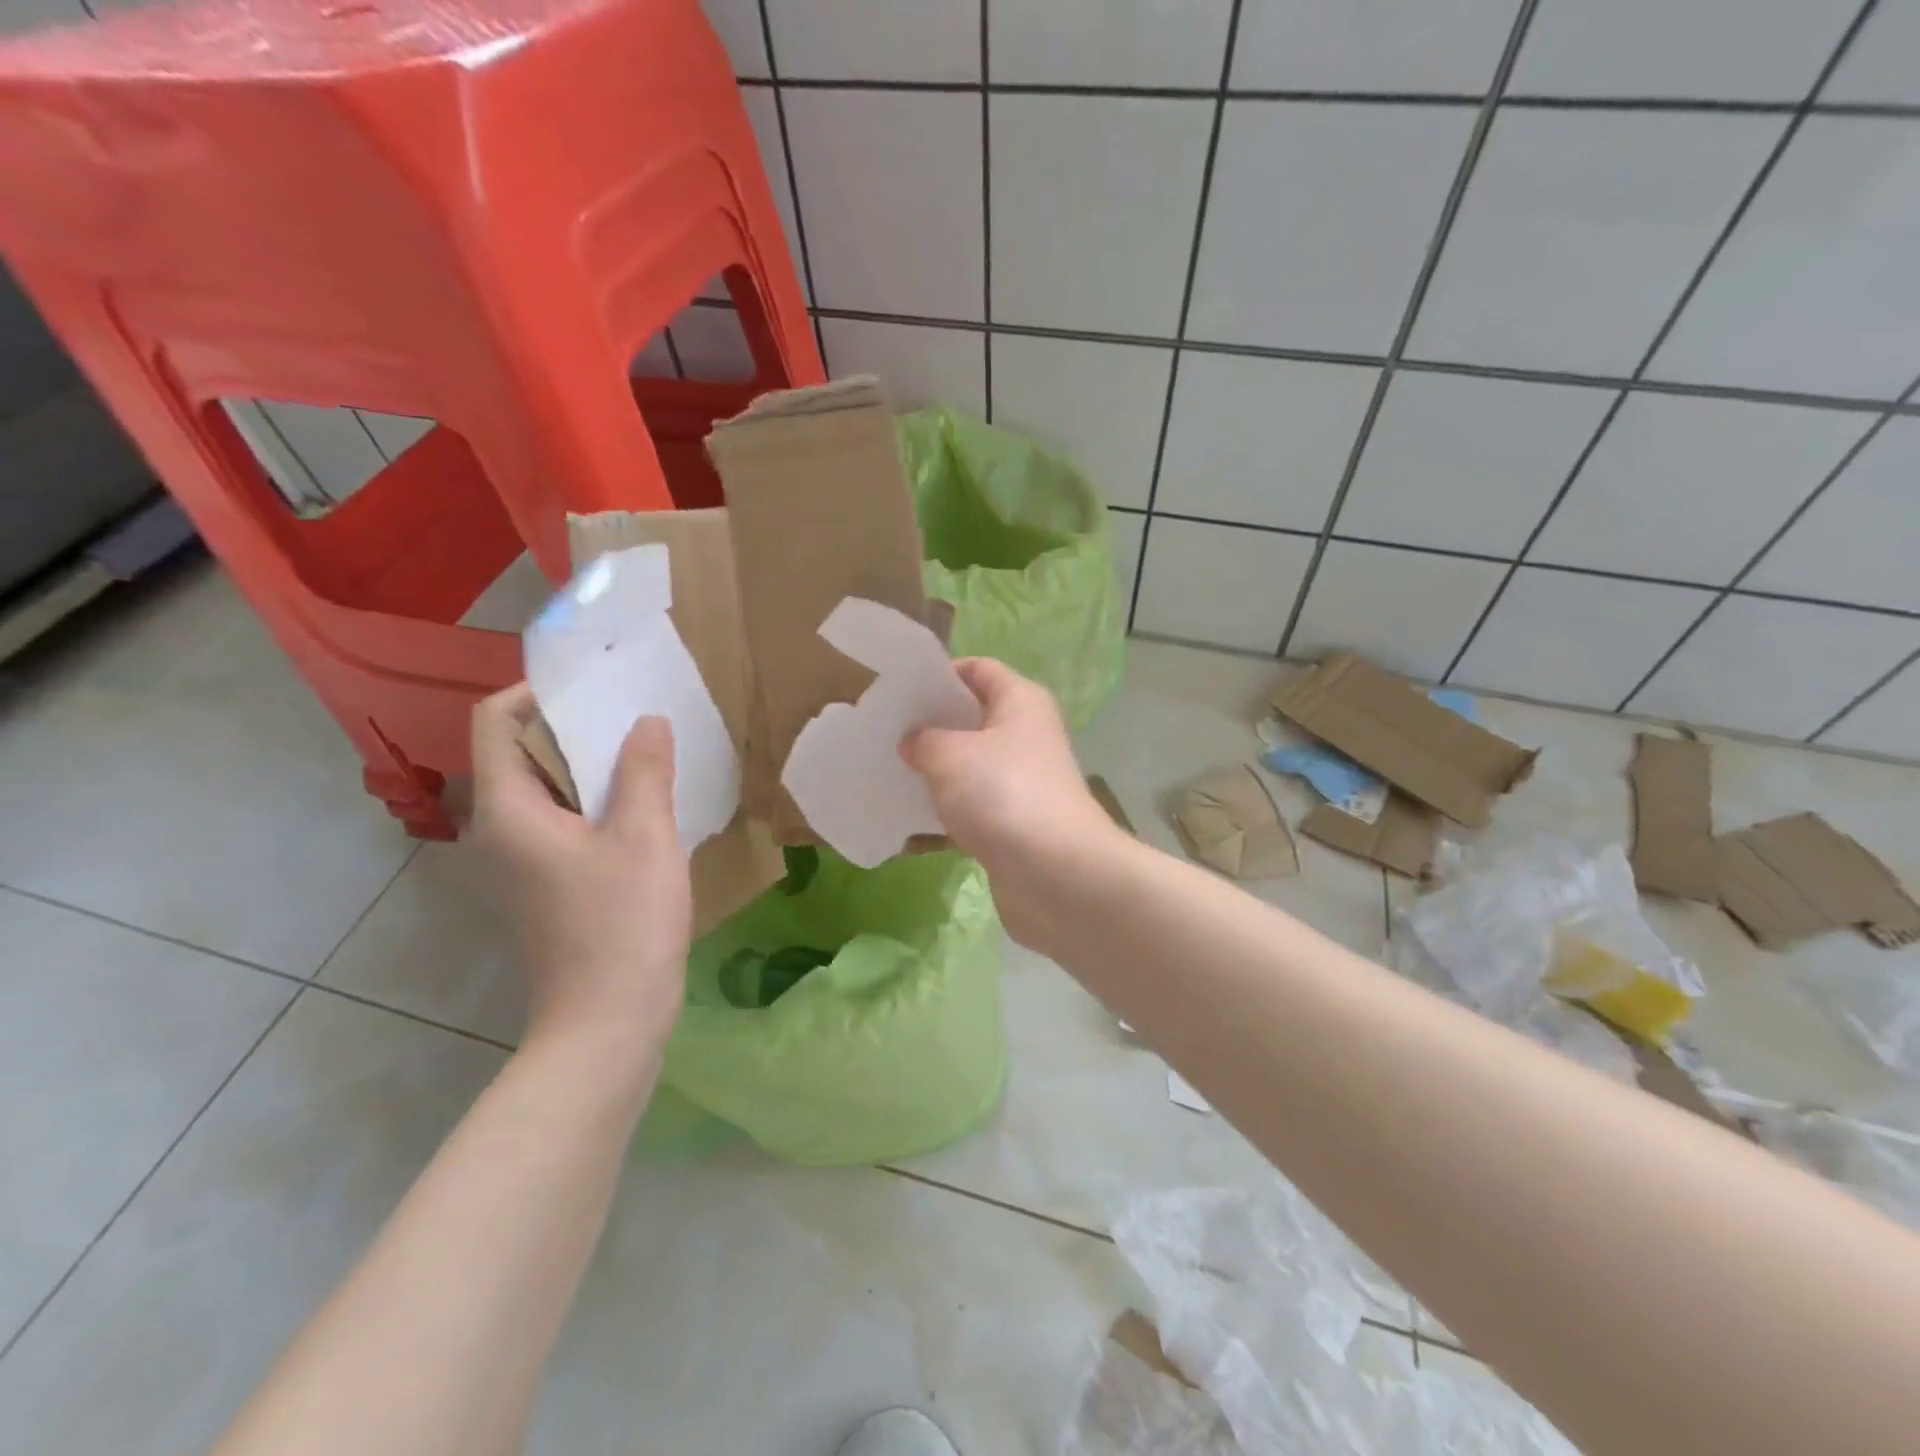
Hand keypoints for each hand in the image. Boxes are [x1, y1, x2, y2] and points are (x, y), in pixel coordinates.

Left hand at [470, 684, 691, 1058]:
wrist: (609, 1020)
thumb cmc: (622, 922)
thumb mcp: (644, 835)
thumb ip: (644, 770)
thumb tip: (647, 721)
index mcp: (507, 810)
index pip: (495, 722)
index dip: (536, 693)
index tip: (595, 687)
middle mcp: (496, 831)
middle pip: (519, 754)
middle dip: (571, 727)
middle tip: (631, 713)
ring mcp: (516, 863)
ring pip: (543, 791)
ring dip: (587, 765)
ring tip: (643, 751)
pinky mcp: (541, 886)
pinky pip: (558, 822)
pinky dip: (591, 801)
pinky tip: (640, 805)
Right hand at [900, 659, 1120, 939]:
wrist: (1055, 874)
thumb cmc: (1003, 793)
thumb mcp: (950, 755)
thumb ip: (923, 739)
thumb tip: (914, 740)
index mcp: (1020, 701)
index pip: (978, 669)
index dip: (940, 674)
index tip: (898, 690)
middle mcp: (1027, 735)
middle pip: (973, 718)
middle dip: (930, 724)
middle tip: (884, 731)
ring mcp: (1022, 781)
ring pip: (970, 765)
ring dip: (934, 770)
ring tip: (887, 771)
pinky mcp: (1015, 823)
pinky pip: (973, 806)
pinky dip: (946, 811)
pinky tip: (908, 819)